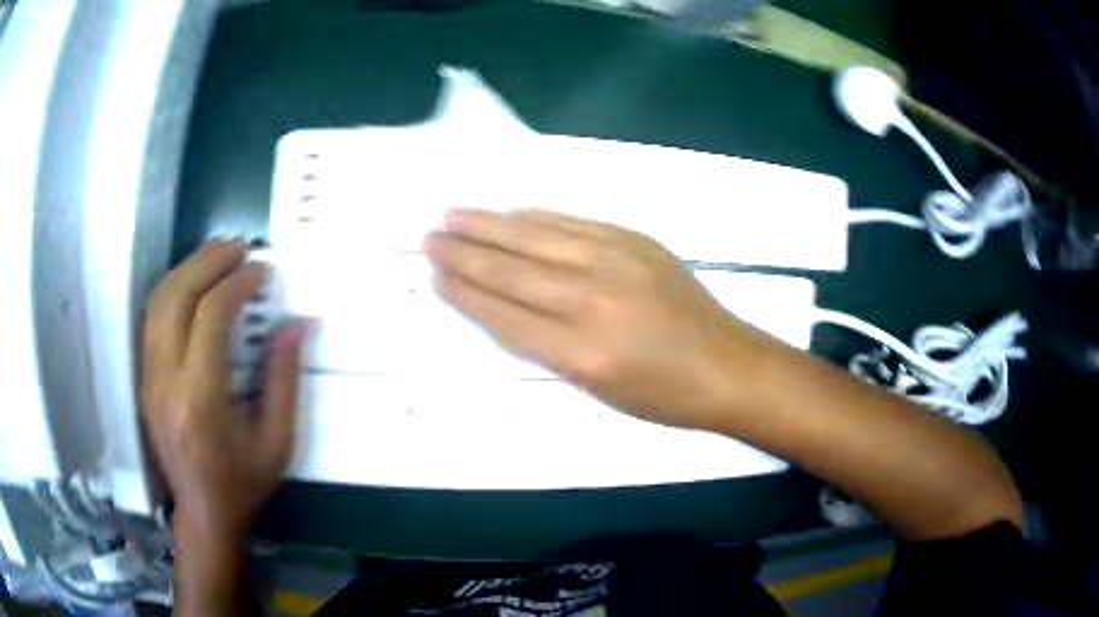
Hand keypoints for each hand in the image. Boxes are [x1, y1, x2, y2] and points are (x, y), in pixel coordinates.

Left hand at [141, 239, 305, 544]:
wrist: (203, 512)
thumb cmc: (244, 482)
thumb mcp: (278, 441)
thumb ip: (284, 380)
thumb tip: (295, 324)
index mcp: (201, 401)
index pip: (210, 317)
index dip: (237, 284)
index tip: (262, 271)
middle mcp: (166, 381)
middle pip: (176, 298)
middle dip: (207, 261)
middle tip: (238, 245)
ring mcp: (149, 378)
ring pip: (158, 302)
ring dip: (187, 268)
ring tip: (217, 253)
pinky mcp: (144, 378)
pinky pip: (152, 319)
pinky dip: (173, 289)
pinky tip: (193, 282)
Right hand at [424, 209, 768, 429]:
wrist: (727, 365)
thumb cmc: (663, 396)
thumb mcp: (597, 391)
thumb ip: (548, 347)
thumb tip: (507, 304)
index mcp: (580, 353)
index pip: (504, 315)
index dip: (465, 292)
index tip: (435, 274)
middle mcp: (591, 300)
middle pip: (512, 270)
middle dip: (464, 252)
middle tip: (430, 236)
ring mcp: (616, 262)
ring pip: (537, 237)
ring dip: (490, 224)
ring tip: (454, 214)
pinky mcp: (635, 241)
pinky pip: (574, 223)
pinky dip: (538, 216)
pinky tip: (513, 211)